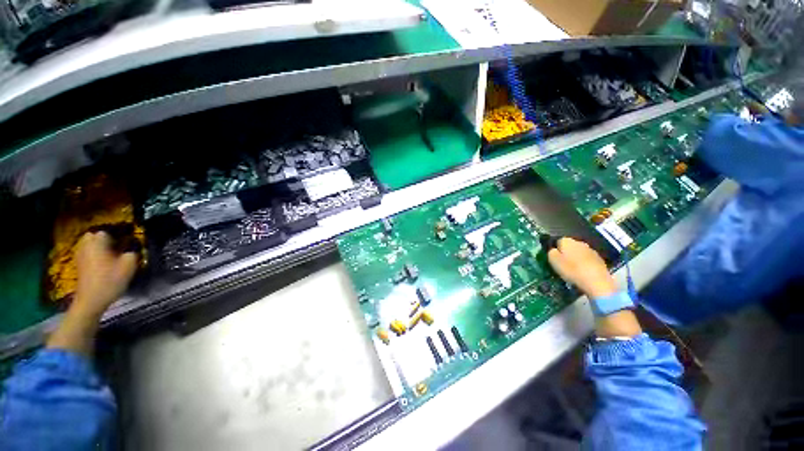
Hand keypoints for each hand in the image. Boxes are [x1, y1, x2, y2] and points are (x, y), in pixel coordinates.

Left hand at [73, 231, 137, 317]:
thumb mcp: (129, 265)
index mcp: (98, 241)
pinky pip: (87, 253)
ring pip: (89, 244)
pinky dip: (93, 254)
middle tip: (117, 246)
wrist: (91, 299)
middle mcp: (86, 244)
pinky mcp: (79, 264)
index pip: (108, 230)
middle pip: (94, 235)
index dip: (119, 234)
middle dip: (104, 238)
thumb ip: (133, 252)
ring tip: (110, 253)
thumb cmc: (110, 280)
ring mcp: (80, 254)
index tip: (127, 241)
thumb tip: (133, 248)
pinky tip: (102, 262)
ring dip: (98, 246)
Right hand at [547, 238, 616, 299]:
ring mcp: (591, 250)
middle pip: (570, 247)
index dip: (555, 250)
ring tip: (573, 270)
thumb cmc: (572, 270)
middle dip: (566, 253)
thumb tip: (554, 250)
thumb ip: (551, 252)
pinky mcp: (600, 260)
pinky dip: (585, 264)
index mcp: (567, 241)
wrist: (597, 282)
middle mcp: (580, 242)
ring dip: (576, 259)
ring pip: (579, 253)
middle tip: (563, 265)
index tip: (554, 259)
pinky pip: (588, 260)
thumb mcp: (553, 261)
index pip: (558, 241)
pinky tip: (583, 273)